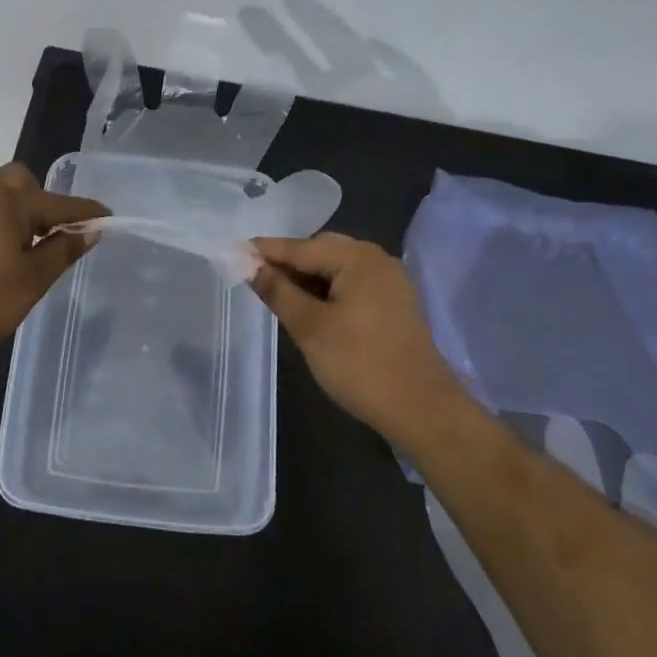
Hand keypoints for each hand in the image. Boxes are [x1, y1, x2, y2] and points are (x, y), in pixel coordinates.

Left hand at [0, 163, 107, 355]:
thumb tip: (89, 231)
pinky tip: (0, 243)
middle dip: (43, 198)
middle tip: (55, 230)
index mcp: (9, 202)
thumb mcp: (34, 278)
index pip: (59, 203)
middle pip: (21, 180)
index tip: (107, 216)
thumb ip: (63, 250)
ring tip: (26, 235)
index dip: (85, 211)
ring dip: (16, 201)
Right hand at [249, 234, 465, 443]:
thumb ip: (277, 291)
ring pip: (336, 269)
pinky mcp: (394, 303)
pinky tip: (309, 307)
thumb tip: (250, 265)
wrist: (422, 409)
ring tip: (278, 294)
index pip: (301, 247)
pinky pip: (351, 284)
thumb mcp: (309, 327)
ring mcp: (389, 281)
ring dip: (307, 278)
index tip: (234, 252)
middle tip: (255, 278)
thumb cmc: (360, 364)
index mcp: (358, 258)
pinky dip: (327, 290)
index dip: (266, 251)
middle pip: (321, 251)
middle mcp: (377, 260)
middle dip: (288, 263)